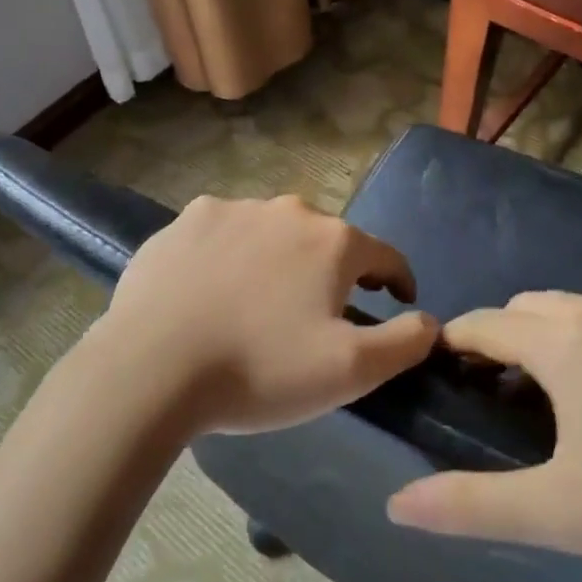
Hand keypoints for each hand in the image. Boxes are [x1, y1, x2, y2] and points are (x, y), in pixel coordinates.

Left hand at [95, 194, 438, 435]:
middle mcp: (286, 210)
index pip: (386, 255)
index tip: (400, 302)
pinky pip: (223, 236)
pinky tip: (214, 291)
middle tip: (320, 315)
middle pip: (326, 241)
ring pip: (272, 234)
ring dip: (280, 261)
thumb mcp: (350, 371)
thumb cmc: (260, 369)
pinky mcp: (182, 222)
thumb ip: (405, 342)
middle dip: (334, 273)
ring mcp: (229, 209)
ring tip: (262, 305)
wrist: (151, 368)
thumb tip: (430, 321)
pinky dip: (230, 258)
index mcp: (332, 241)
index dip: (399, 280)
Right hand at [386, 291, 581, 581]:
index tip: (436, 366)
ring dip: (554, 338)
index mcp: (569, 342)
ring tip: (553, 393)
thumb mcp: (561, 515)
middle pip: (533, 307)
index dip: (454, 341)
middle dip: (502, 336)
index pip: (487, 324)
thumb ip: (471, 506)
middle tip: (490, 390)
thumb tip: (396, 505)